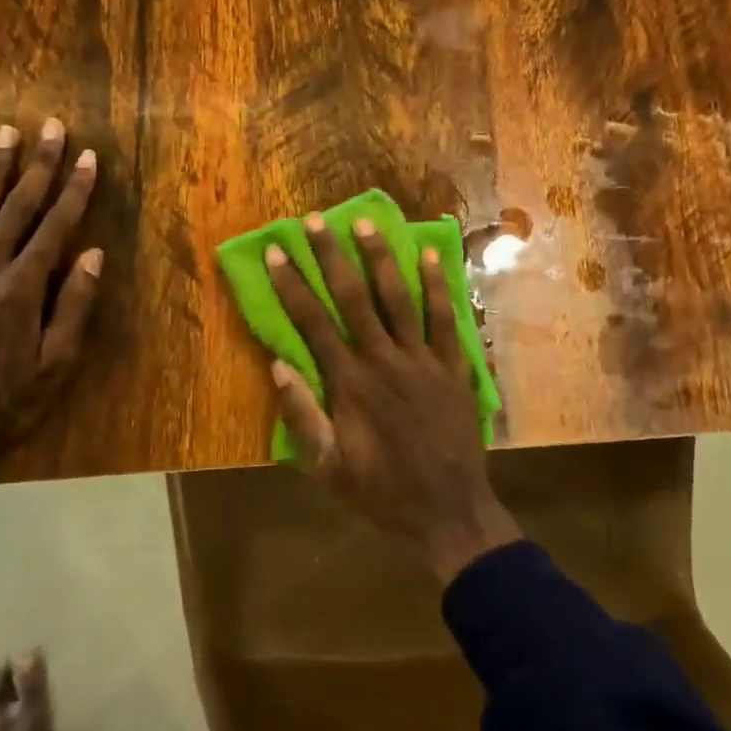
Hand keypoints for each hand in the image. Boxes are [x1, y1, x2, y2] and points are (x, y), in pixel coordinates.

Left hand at [0, 121, 101, 459]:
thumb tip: (92, 254)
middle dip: (38, 164)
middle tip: (51, 125)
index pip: (55, 227)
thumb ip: (73, 307)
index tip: (87, 157)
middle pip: (16, 207)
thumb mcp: (53, 367)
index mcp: (21, 289)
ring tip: (5, 132)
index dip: (74, 190)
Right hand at [264, 214, 520, 583]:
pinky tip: (429, 254)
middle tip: (316, 220)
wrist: (449, 510)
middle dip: (331, 256)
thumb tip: (278, 366)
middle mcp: (384, 360)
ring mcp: (423, 360)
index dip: (292, 284)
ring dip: (380, 258)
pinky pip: (445, 318)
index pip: (313, 323)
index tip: (277, 251)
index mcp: (350, 384)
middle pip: (353, 298)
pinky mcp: (454, 366)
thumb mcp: (328, 468)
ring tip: (365, 222)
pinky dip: (437, 286)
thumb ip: (303, 417)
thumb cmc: (382, 492)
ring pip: (399, 298)